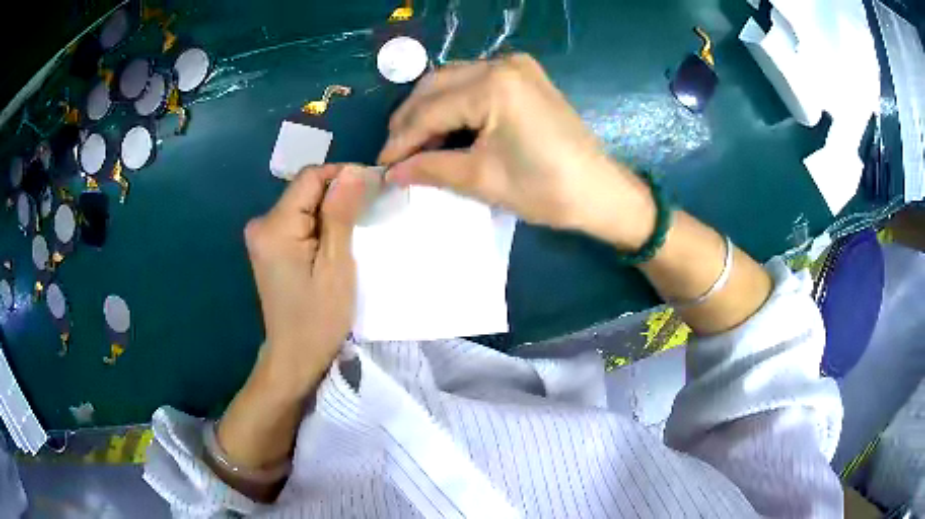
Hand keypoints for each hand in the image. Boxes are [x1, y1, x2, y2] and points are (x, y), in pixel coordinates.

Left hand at [243, 164, 365, 397]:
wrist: (294, 357)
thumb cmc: (319, 318)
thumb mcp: (336, 266)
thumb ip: (340, 214)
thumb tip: (353, 172)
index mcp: (275, 226)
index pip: (310, 177)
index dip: (343, 175)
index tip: (373, 187)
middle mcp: (261, 224)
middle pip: (305, 189)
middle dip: (337, 195)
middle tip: (369, 212)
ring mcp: (262, 236)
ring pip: (303, 204)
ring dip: (330, 210)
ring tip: (356, 228)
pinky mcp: (268, 247)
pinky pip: (297, 221)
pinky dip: (319, 224)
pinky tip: (335, 240)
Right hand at [378, 54, 655, 249]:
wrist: (600, 192)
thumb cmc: (545, 189)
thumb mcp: (481, 179)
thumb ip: (429, 168)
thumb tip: (391, 172)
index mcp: (493, 85)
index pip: (430, 110)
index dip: (401, 140)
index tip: (381, 165)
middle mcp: (502, 63)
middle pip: (436, 86)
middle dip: (410, 120)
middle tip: (395, 154)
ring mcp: (516, 66)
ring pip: (452, 81)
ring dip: (429, 110)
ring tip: (414, 144)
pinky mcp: (525, 76)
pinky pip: (474, 83)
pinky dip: (454, 104)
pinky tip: (444, 127)